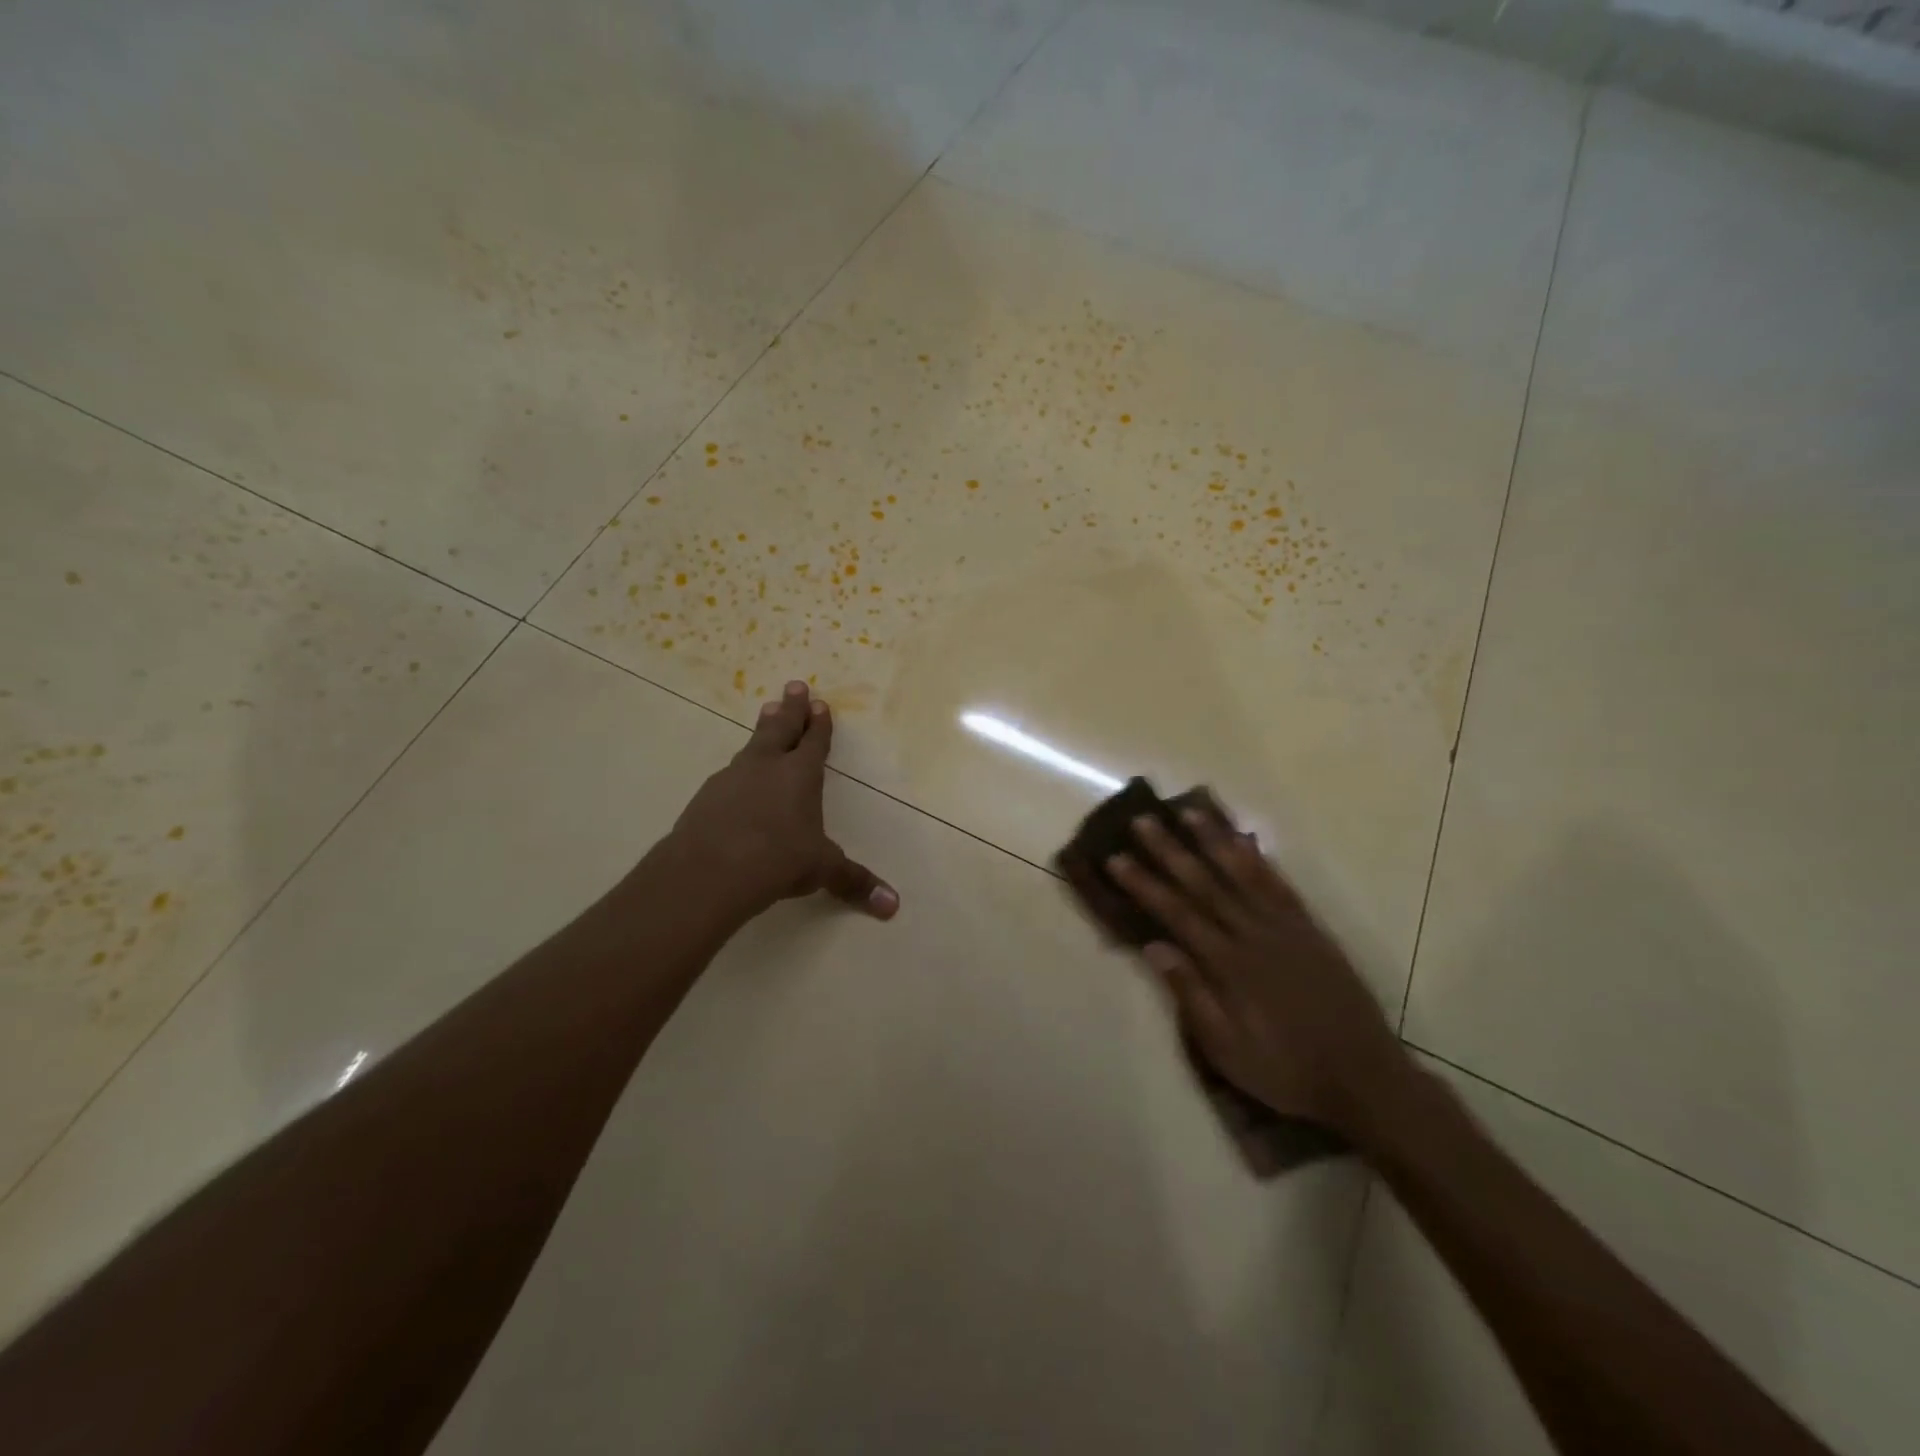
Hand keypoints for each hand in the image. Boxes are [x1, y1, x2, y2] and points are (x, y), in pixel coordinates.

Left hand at [667, 680, 897, 920]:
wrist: (709, 870)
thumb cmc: (777, 860)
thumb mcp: (821, 870)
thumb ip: (854, 882)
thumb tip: (893, 906)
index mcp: (800, 775)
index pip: (814, 741)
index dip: (819, 724)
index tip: (819, 703)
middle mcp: (766, 767)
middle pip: (780, 728)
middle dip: (791, 708)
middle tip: (793, 686)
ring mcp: (732, 778)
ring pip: (752, 746)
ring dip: (762, 729)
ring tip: (766, 713)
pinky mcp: (706, 797)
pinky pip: (729, 775)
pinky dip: (738, 770)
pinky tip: (736, 777)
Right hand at [1108, 809, 1409, 1135]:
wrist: (1365, 1078)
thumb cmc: (1286, 1070)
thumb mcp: (1227, 1049)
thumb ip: (1191, 995)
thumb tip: (1154, 946)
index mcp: (1230, 965)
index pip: (1177, 913)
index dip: (1144, 884)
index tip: (1116, 859)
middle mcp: (1255, 935)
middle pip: (1205, 884)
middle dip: (1170, 851)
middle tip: (1142, 821)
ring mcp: (1286, 927)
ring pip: (1243, 873)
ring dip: (1213, 841)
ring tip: (1189, 812)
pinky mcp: (1310, 929)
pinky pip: (1280, 884)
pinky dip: (1259, 859)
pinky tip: (1243, 840)